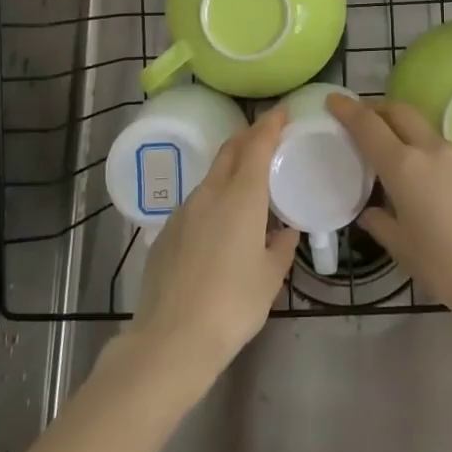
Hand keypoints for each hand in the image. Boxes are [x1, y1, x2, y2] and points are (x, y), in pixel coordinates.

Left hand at [123, 107, 299, 388]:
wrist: (171, 339)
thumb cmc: (232, 305)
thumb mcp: (270, 278)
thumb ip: (281, 248)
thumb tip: (285, 231)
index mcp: (241, 197)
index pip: (257, 145)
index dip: (270, 124)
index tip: (282, 112)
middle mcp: (210, 194)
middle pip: (230, 152)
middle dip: (249, 138)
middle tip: (267, 138)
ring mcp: (183, 212)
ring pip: (211, 178)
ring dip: (230, 171)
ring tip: (247, 187)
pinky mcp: (165, 233)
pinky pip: (195, 205)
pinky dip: (212, 201)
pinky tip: (219, 228)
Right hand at [328, 94, 451, 322]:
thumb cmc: (444, 265)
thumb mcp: (402, 248)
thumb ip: (381, 223)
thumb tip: (372, 212)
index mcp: (404, 166)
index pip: (369, 125)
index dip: (349, 110)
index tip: (335, 100)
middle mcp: (433, 151)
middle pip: (401, 113)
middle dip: (380, 109)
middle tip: (366, 118)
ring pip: (429, 135)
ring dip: (411, 137)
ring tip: (404, 164)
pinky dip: (438, 163)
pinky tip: (441, 192)